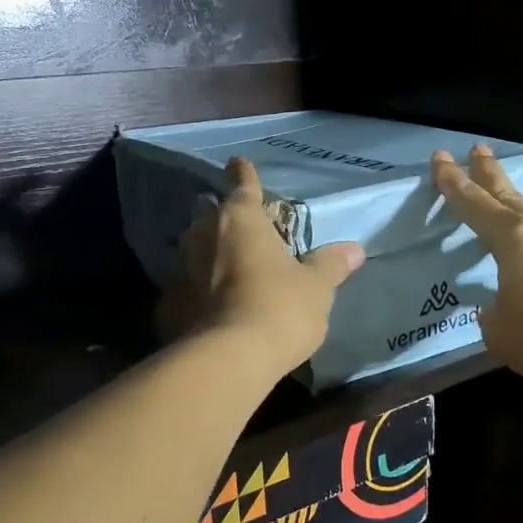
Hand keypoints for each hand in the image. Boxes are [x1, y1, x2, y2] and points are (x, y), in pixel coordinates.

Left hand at [169, 156, 365, 372]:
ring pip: (191, 250)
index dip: (244, 174)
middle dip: (221, 217)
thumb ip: (330, 264)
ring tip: (222, 265)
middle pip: (210, 215)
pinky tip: (206, 307)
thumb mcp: (316, 287)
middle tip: (239, 227)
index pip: (243, 186)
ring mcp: (180, 270)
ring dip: (205, 253)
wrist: (229, 359)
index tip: (238, 163)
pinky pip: (183, 289)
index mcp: (242, 220)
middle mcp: (204, 236)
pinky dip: (194, 292)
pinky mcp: (168, 304)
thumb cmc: (280, 307)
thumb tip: (354, 249)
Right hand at [433, 145, 522, 384]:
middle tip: (478, 149)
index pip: (474, 204)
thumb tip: (496, 312)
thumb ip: (493, 321)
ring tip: (509, 216)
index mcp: (514, 241)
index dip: (453, 182)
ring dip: (520, 213)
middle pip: (510, 195)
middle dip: (489, 172)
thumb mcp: (506, 338)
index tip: (441, 158)